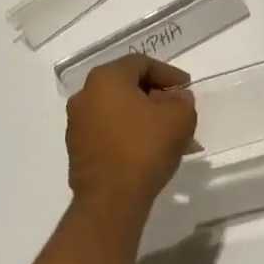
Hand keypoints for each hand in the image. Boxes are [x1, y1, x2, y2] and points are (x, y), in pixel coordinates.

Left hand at [65, 54, 196, 216]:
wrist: (111, 199)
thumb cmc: (145, 148)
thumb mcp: (179, 118)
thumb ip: (182, 101)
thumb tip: (176, 99)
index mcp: (106, 78)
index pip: (141, 63)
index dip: (168, 74)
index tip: (186, 89)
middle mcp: (85, 94)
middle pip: (127, 85)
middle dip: (155, 96)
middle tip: (178, 109)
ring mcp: (77, 123)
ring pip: (118, 110)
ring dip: (143, 117)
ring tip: (167, 134)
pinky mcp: (77, 149)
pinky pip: (108, 131)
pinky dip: (128, 133)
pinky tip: (148, 149)